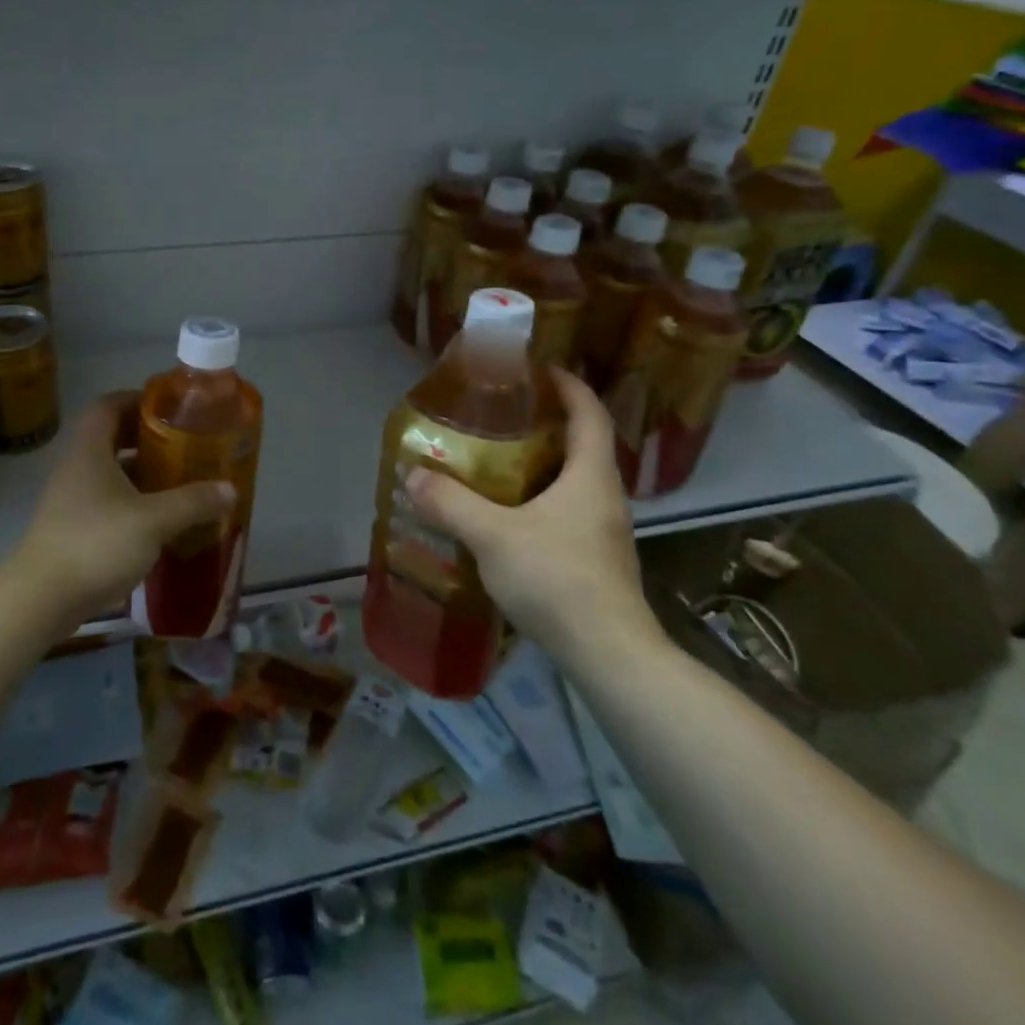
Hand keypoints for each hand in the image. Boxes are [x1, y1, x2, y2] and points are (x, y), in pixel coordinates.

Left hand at [6, 392, 235, 629]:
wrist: (40, 600)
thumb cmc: (96, 545)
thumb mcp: (153, 521)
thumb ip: (193, 502)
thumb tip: (230, 489)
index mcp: (89, 451)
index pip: (107, 405)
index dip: (137, 399)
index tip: (169, 407)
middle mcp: (76, 468)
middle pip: (109, 437)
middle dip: (146, 437)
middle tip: (181, 443)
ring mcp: (70, 499)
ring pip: (109, 472)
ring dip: (140, 471)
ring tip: (177, 479)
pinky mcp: (71, 528)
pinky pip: (105, 500)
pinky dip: (131, 501)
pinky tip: (157, 520)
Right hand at [405, 367, 663, 671]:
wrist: (609, 655)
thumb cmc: (557, 579)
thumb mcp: (493, 535)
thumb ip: (451, 503)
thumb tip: (414, 474)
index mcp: (591, 475)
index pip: (589, 413)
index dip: (568, 386)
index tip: (539, 369)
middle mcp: (604, 496)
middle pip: (582, 444)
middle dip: (546, 423)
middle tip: (501, 415)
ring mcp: (603, 531)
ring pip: (573, 481)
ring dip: (541, 463)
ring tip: (496, 460)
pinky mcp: (595, 559)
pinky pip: (567, 511)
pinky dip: (539, 499)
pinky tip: (507, 516)